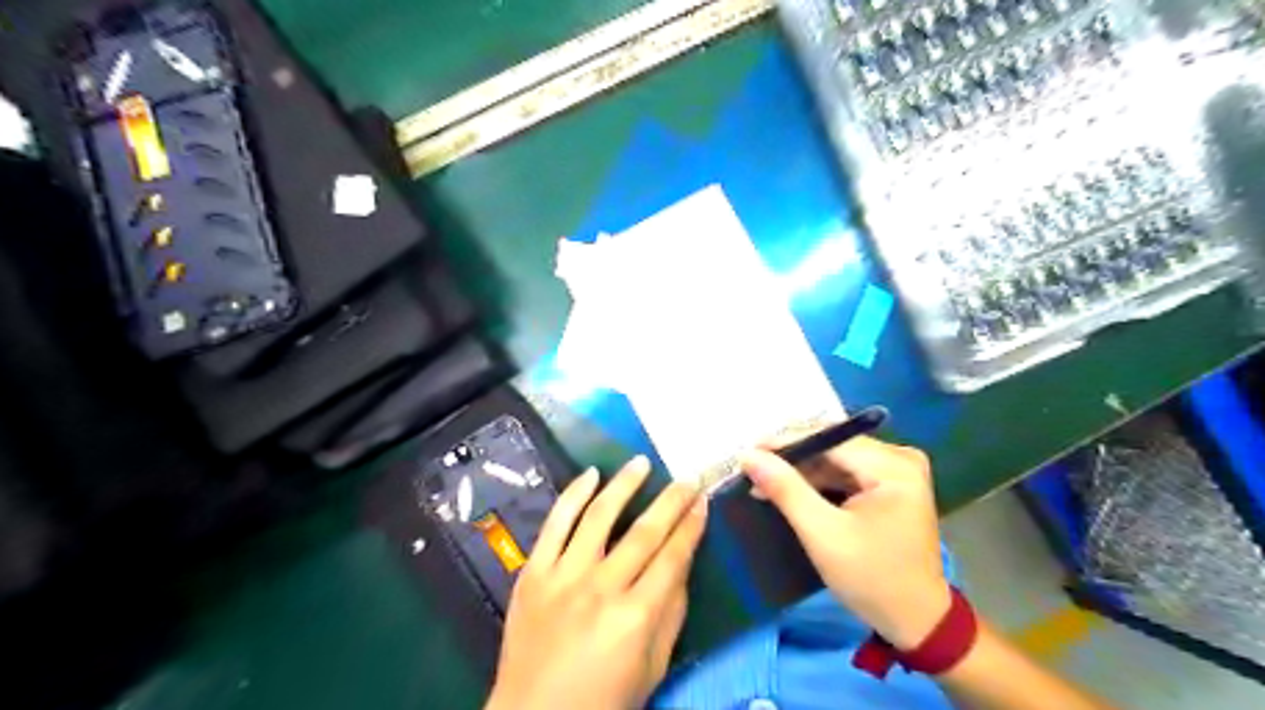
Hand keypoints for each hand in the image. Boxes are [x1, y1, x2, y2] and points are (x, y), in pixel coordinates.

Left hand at [486, 455, 708, 709]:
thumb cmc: (601, 701)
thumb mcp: (652, 668)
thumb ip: (671, 614)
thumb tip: (682, 565)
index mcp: (635, 618)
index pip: (673, 557)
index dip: (692, 526)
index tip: (703, 501)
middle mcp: (601, 589)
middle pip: (644, 532)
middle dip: (671, 500)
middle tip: (687, 476)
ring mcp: (563, 577)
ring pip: (599, 516)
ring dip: (624, 485)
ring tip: (641, 462)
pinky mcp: (534, 573)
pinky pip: (555, 524)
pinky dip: (573, 495)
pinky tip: (590, 474)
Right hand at [744, 432, 948, 647]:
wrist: (916, 621)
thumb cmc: (872, 579)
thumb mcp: (822, 534)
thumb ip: (786, 489)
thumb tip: (748, 455)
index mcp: (894, 467)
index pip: (830, 440)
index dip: (786, 443)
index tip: (748, 451)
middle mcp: (901, 459)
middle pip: (835, 447)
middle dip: (793, 459)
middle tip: (752, 469)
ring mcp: (899, 471)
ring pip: (838, 459)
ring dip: (803, 471)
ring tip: (765, 481)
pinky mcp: (892, 485)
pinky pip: (848, 472)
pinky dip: (819, 481)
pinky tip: (792, 490)